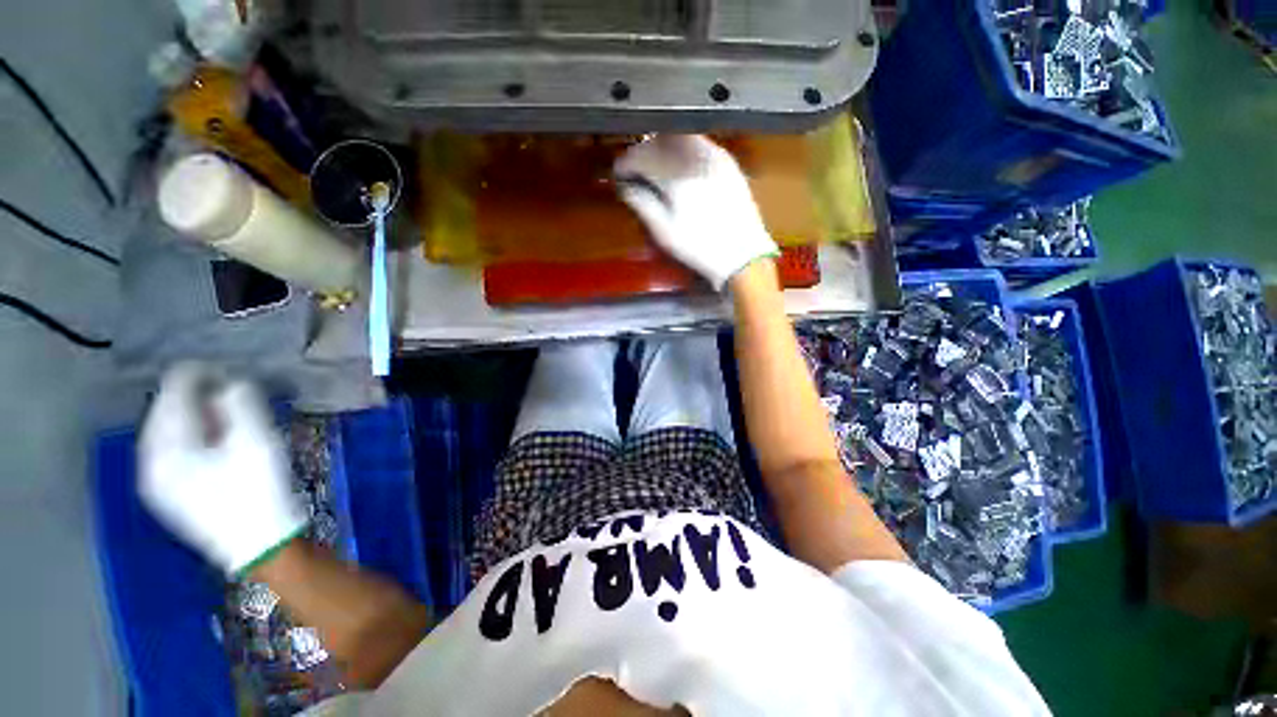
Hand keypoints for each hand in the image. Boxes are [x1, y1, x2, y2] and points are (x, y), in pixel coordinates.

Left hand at [139, 363, 306, 575]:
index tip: (223, 368)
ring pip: (168, 433)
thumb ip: (239, 406)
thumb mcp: (256, 443)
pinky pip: (172, 451)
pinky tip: (212, 441)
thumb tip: (229, 384)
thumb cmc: (258, 492)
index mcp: (166, 449)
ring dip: (194, 417)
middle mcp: (150, 462)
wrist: (259, 544)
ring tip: (223, 413)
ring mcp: (157, 481)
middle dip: (194, 397)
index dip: (197, 376)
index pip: (171, 397)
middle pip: (165, 414)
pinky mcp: (170, 493)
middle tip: (227, 390)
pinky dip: (191, 436)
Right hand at [615, 135, 777, 290]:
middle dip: (642, 152)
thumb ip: (642, 204)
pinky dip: (682, 149)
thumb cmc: (699, 247)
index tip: (619, 173)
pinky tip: (680, 167)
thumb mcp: (664, 232)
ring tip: (655, 167)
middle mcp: (694, 157)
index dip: (625, 162)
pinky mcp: (727, 161)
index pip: (642, 156)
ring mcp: (714, 156)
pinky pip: (698, 143)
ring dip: (662, 147)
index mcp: (676, 177)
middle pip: (659, 141)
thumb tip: (625, 186)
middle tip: (635, 170)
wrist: (742, 253)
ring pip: (679, 137)